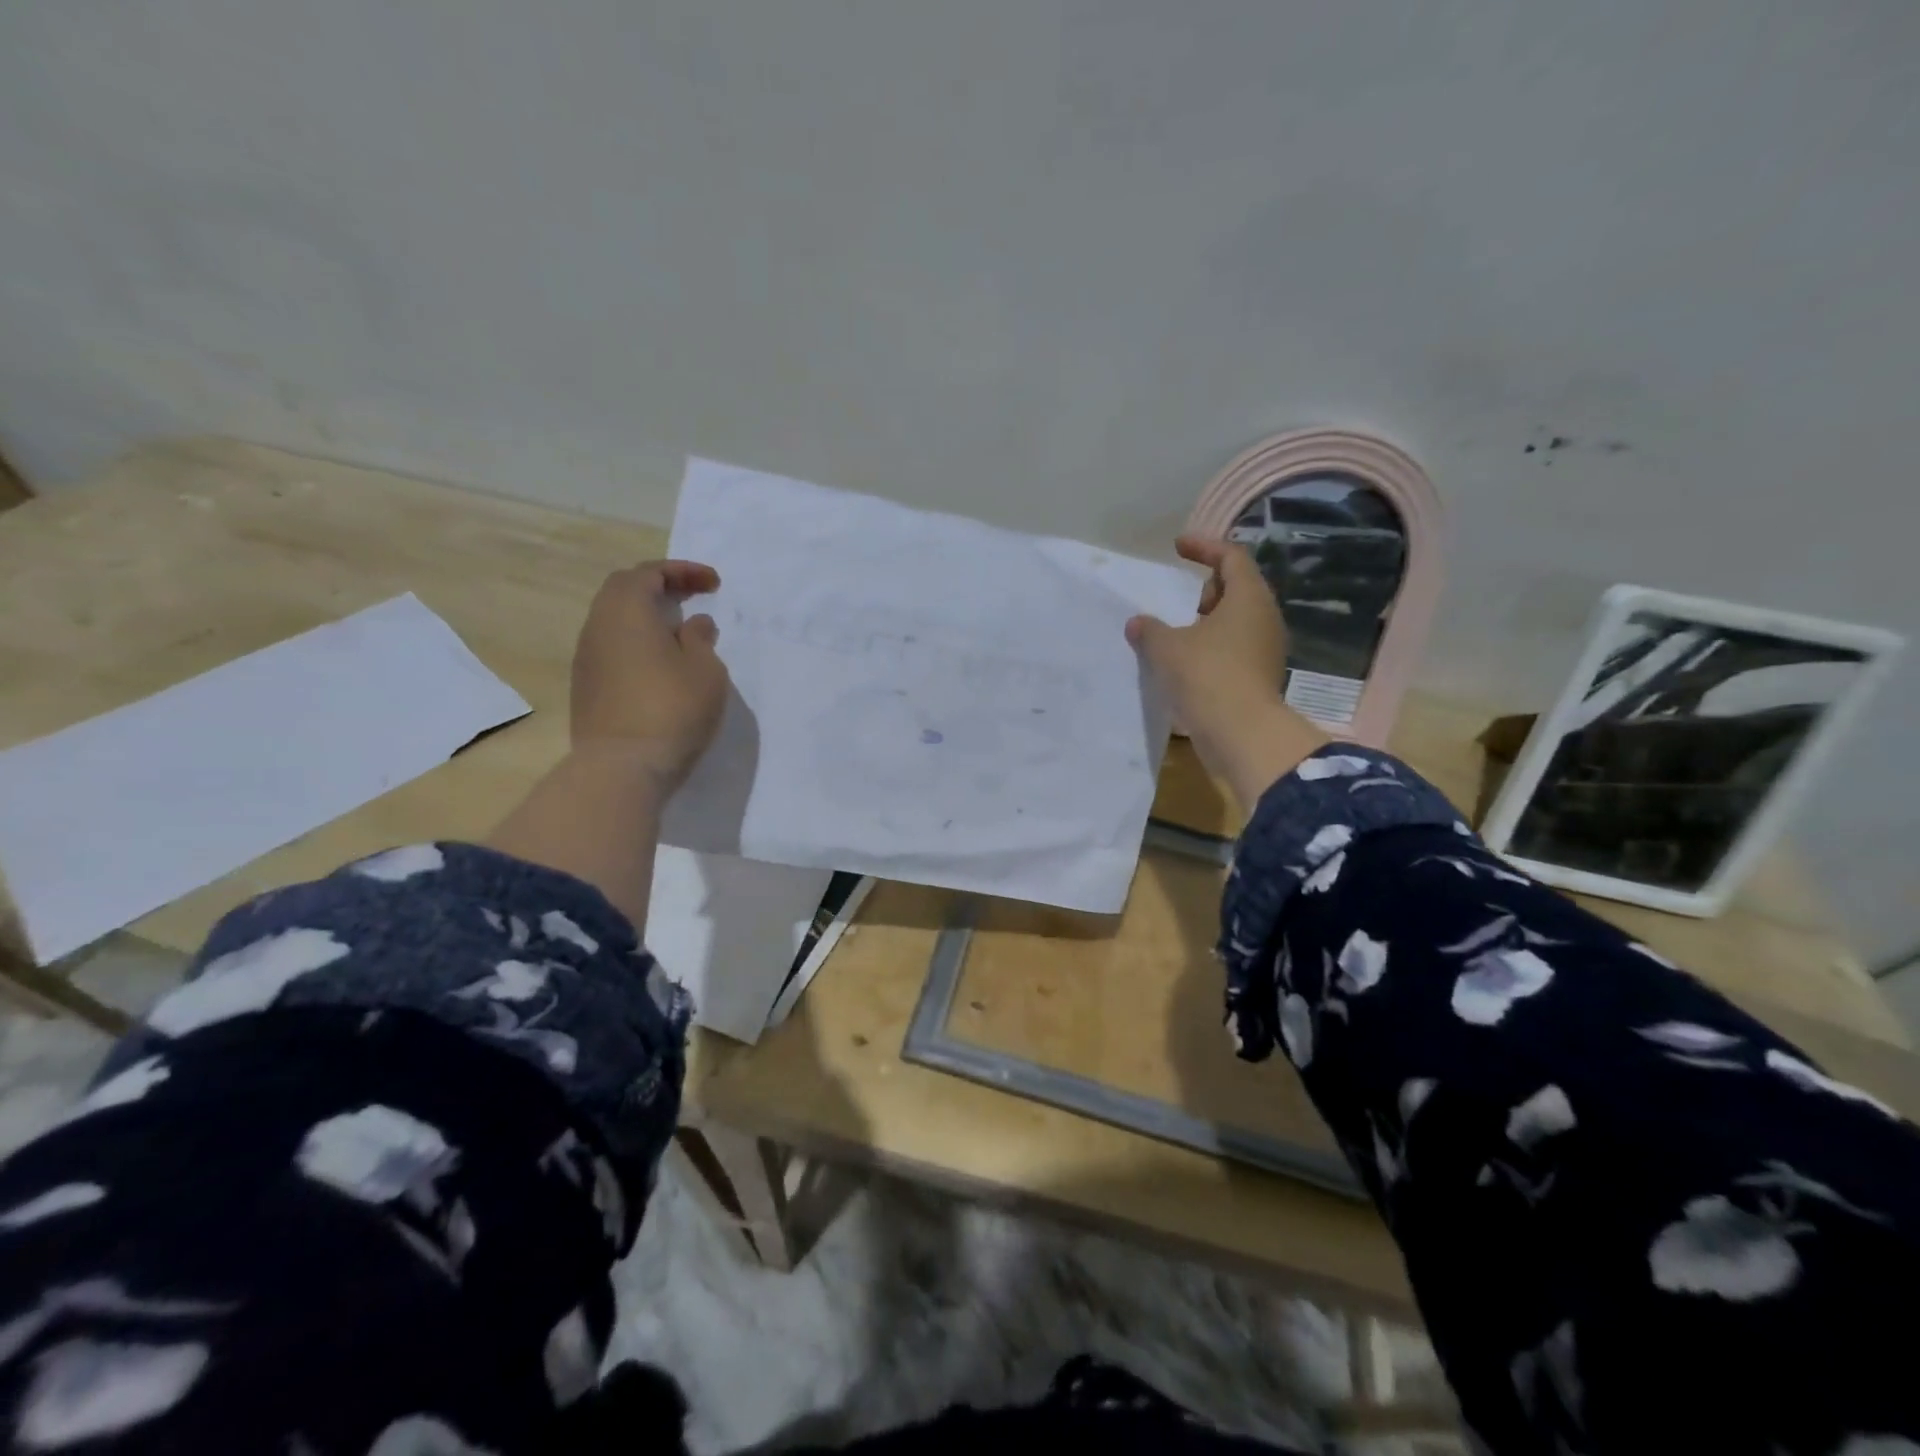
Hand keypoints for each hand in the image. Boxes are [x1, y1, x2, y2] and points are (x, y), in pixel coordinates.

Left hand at [570, 560, 729, 788]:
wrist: (622, 768)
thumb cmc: (672, 709)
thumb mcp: (705, 670)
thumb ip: (700, 639)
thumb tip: (693, 624)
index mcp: (626, 611)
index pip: (649, 573)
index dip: (682, 571)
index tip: (713, 584)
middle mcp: (598, 627)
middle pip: (624, 590)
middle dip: (659, 587)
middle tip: (691, 597)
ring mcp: (586, 659)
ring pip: (614, 621)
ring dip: (646, 618)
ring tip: (679, 633)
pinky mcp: (586, 687)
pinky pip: (612, 649)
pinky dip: (636, 643)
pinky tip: (660, 665)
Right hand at [1126, 535, 1328, 808]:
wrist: (1241, 733)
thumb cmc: (1206, 676)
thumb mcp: (1166, 648)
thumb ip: (1150, 629)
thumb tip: (1138, 623)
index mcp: (1248, 598)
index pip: (1231, 556)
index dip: (1204, 547)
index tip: (1177, 547)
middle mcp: (1264, 618)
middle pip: (1237, 588)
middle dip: (1205, 588)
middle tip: (1177, 599)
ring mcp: (1266, 649)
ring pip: (1235, 622)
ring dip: (1206, 622)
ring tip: (1175, 634)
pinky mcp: (1259, 677)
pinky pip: (1233, 649)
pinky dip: (1210, 647)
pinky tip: (1185, 663)